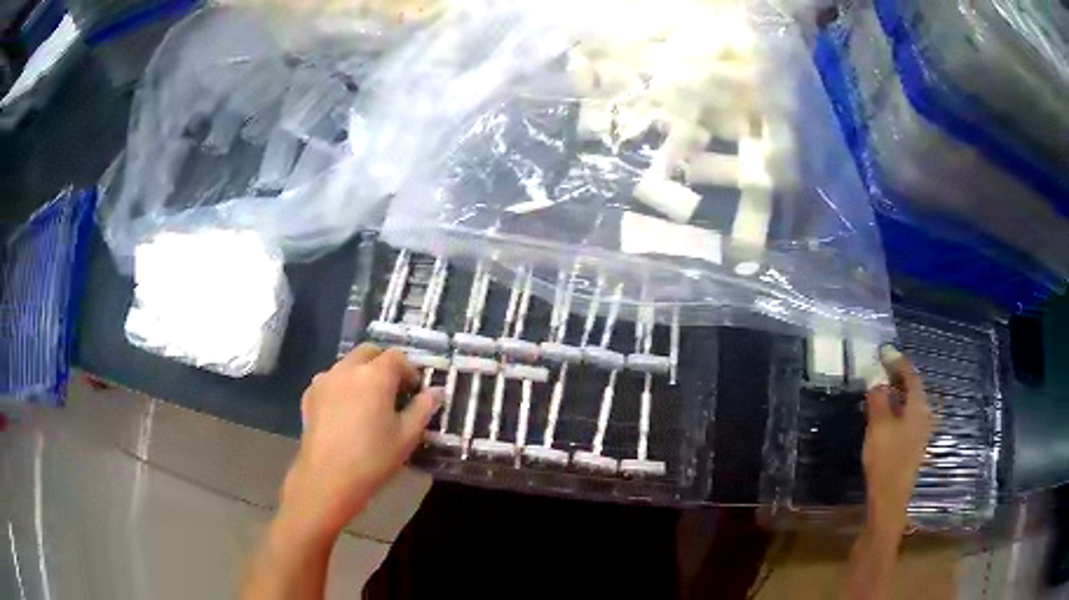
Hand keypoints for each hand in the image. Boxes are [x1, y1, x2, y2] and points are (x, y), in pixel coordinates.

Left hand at [280, 345, 442, 539]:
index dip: (409, 371)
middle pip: (368, 352)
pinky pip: (330, 380)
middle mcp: (347, 369)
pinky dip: (341, 386)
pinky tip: (345, 411)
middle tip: (392, 390)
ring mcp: (325, 380)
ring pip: (347, 364)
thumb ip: (423, 409)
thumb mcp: (407, 437)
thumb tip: (435, 392)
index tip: (414, 391)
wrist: (327, 478)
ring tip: (367, 402)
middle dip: (383, 364)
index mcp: (375, 375)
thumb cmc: (373, 458)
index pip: (397, 357)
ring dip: (361, 373)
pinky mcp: (309, 395)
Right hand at [861, 346, 933, 533]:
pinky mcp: (914, 444)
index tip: (884, 352)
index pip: (911, 375)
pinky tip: (886, 414)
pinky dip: (898, 408)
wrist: (890, 497)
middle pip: (913, 388)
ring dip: (897, 393)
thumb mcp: (878, 425)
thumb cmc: (886, 458)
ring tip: (881, 389)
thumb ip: (878, 399)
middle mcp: (924, 414)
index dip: (897, 361)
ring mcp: (920, 431)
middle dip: (898, 376)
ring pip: (910, 403)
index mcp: (918, 406)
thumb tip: (877, 381)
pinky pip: (907, 416)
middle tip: (882, 369)